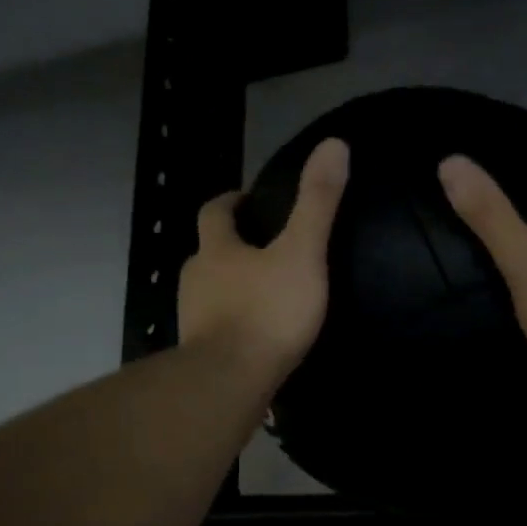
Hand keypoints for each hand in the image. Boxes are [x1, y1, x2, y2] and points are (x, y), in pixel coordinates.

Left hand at [179, 138, 348, 378]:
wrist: (230, 381)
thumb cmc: (267, 312)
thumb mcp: (301, 252)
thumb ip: (317, 203)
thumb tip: (334, 144)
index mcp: (216, 250)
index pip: (214, 212)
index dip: (230, 203)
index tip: (248, 201)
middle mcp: (196, 279)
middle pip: (208, 253)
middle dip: (230, 247)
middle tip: (264, 250)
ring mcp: (193, 319)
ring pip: (209, 292)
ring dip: (230, 287)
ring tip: (264, 293)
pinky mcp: (199, 354)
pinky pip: (216, 328)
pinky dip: (232, 323)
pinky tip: (255, 335)